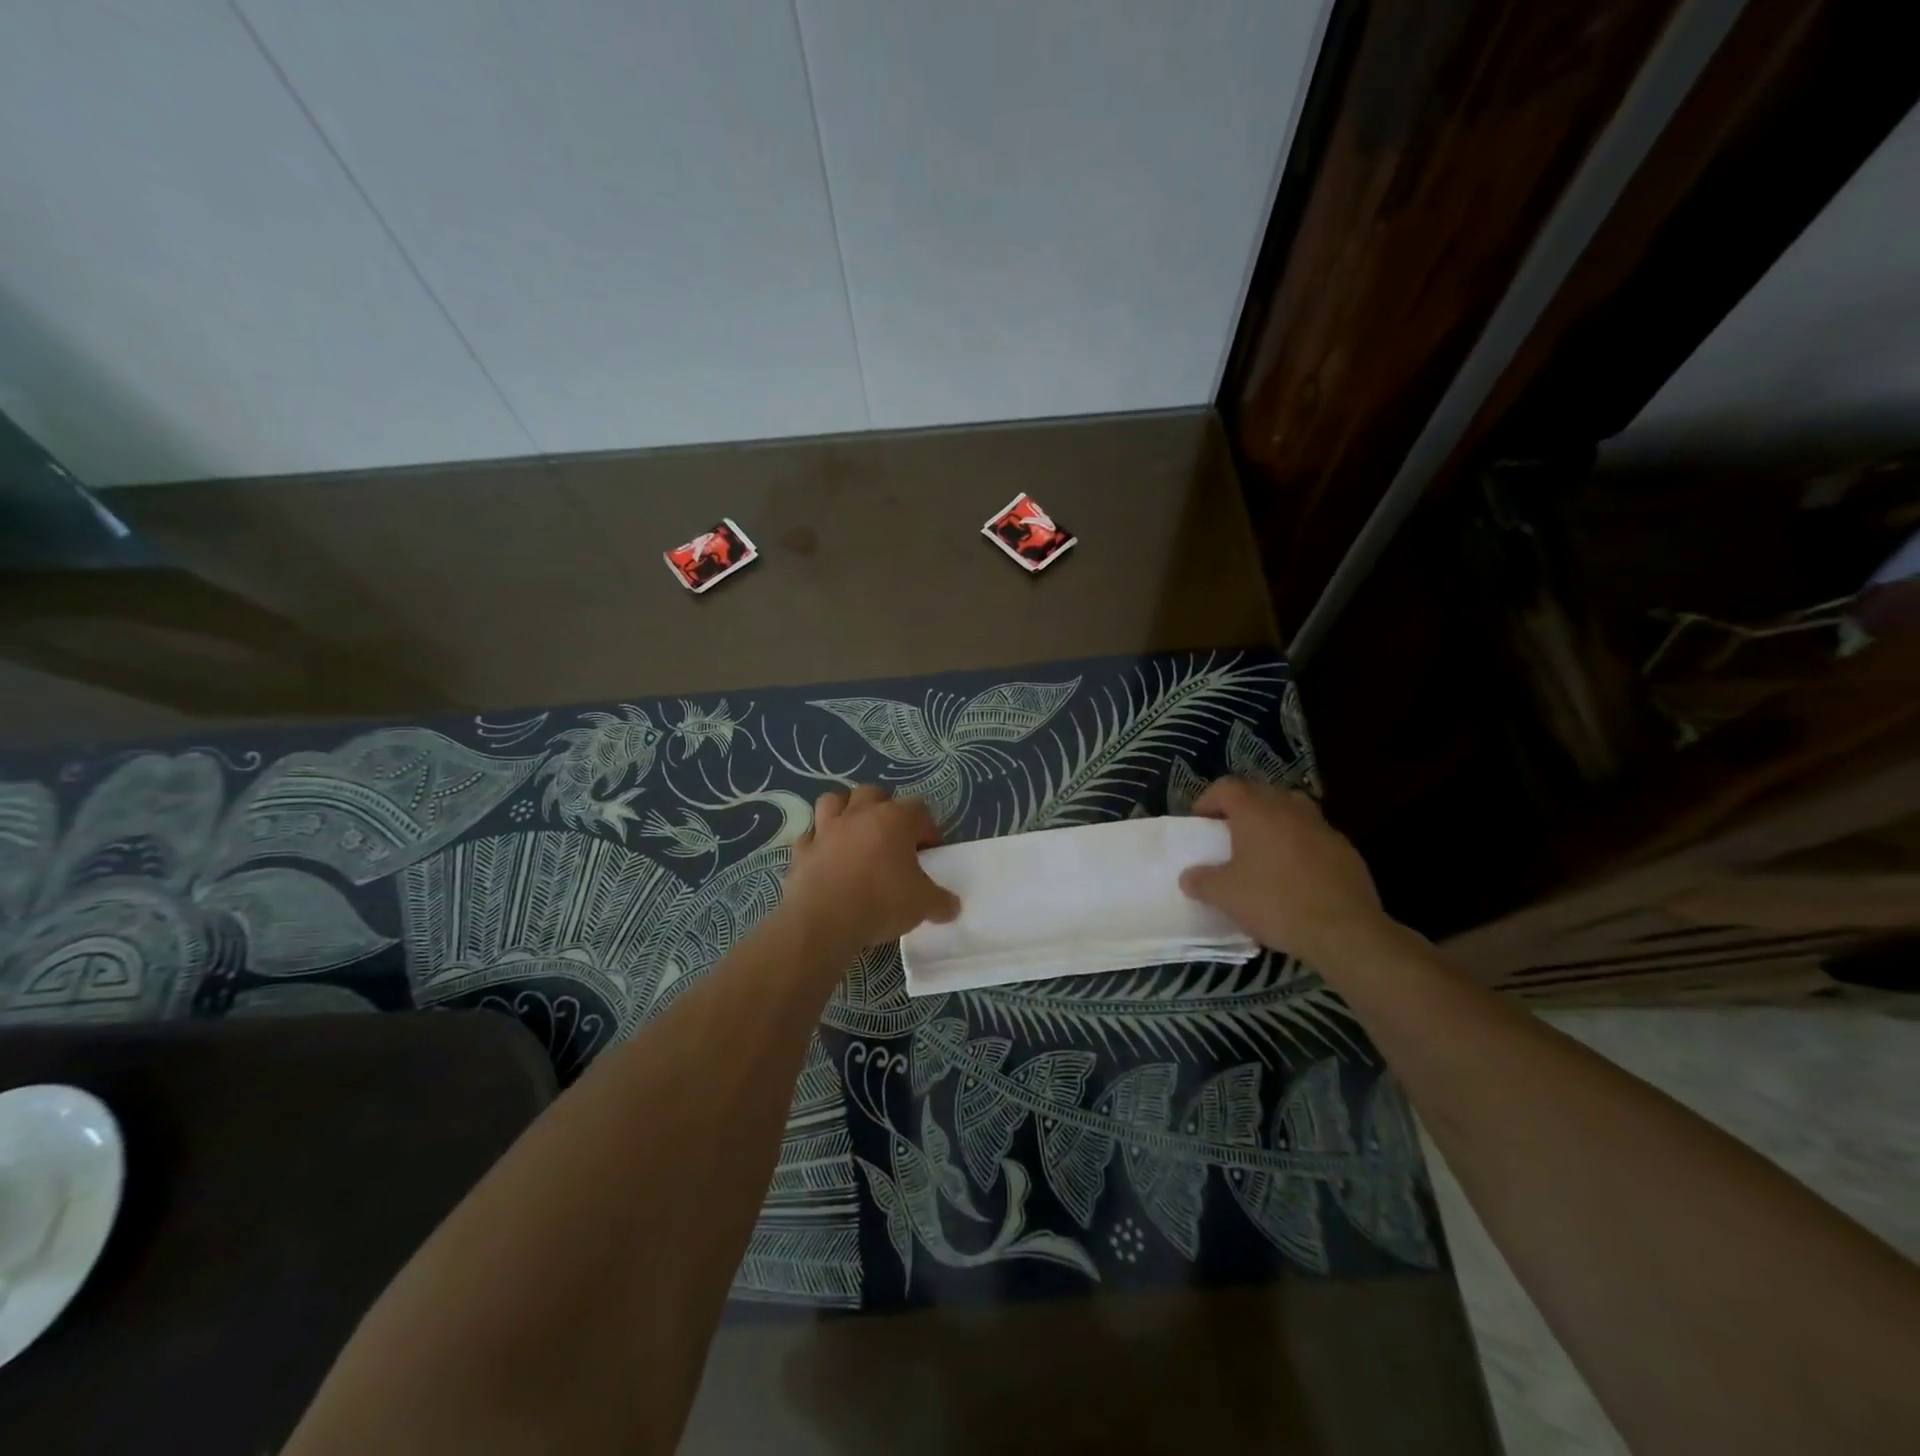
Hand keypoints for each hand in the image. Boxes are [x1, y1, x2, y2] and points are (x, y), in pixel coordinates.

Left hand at [777, 786, 960, 959]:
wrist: (823, 922)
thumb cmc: (881, 903)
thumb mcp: (923, 905)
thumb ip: (941, 901)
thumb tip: (952, 906)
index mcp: (894, 819)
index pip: (919, 809)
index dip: (927, 828)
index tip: (929, 853)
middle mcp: (859, 815)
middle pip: (873, 793)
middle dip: (884, 809)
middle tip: (892, 838)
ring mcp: (826, 829)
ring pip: (833, 801)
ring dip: (845, 811)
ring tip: (854, 835)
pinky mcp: (802, 850)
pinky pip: (810, 837)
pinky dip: (818, 843)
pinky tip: (826, 859)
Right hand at [1177, 777, 1388, 967]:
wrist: (1344, 930)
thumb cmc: (1275, 902)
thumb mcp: (1225, 896)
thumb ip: (1201, 881)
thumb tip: (1189, 877)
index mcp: (1256, 811)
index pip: (1226, 787)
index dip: (1208, 799)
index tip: (1200, 821)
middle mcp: (1290, 808)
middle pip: (1260, 793)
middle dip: (1242, 808)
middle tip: (1229, 832)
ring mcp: (1322, 826)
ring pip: (1291, 811)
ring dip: (1273, 822)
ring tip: (1263, 849)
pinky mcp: (1345, 849)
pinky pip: (1313, 836)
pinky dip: (1299, 844)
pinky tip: (1295, 874)